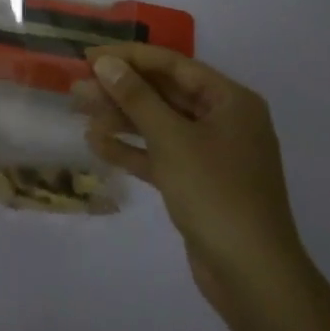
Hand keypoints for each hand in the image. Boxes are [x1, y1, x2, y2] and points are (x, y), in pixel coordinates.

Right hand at [73, 44, 307, 316]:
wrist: (251, 274)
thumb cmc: (216, 193)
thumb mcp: (172, 139)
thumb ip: (137, 98)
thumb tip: (106, 63)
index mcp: (230, 101)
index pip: (173, 65)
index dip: (129, 58)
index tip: (89, 56)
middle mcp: (223, 120)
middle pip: (164, 94)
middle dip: (121, 90)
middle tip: (78, 87)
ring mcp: (211, 153)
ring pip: (159, 124)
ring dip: (120, 118)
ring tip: (79, 111)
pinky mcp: (197, 182)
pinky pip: (160, 154)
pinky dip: (131, 149)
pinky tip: (96, 144)